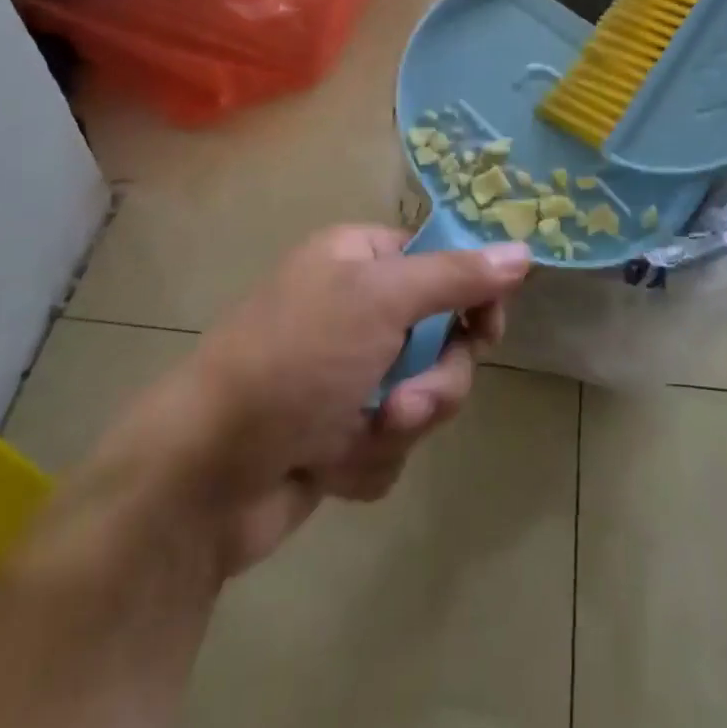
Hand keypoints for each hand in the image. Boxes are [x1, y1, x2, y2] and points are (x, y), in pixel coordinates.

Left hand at [76, 226, 530, 582]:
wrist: (203, 476)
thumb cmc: (294, 360)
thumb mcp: (379, 300)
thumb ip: (456, 277)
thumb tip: (523, 251)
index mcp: (359, 260)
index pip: (443, 262)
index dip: (472, 294)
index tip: (487, 327)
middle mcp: (356, 309)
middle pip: (443, 338)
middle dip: (433, 379)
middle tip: (405, 402)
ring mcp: (347, 374)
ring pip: (423, 395)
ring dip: (399, 423)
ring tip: (356, 437)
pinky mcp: (339, 433)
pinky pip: (391, 442)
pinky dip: (366, 457)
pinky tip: (326, 466)